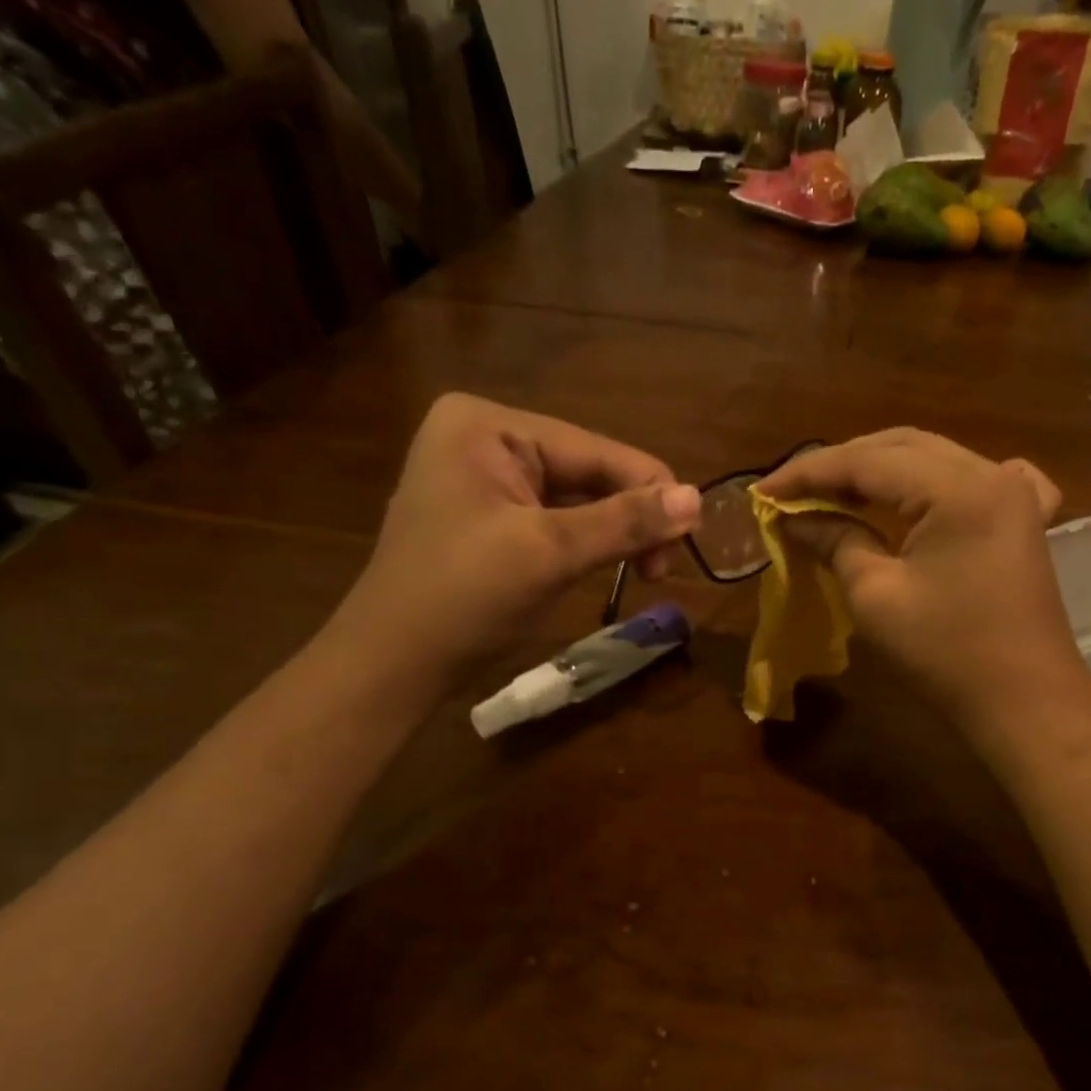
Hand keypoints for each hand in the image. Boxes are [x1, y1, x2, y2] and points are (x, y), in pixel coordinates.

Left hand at [328, 394, 700, 687]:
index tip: (691, 538)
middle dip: (629, 516)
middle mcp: (483, 437)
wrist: (391, 665)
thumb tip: (698, 498)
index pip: (594, 449)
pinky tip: (607, 565)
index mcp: (486, 425)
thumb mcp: (549, 553)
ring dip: (613, 533)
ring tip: (644, 572)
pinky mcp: (487, 515)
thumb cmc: (462, 599)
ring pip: (576, 498)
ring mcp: (483, 477)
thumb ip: (625, 522)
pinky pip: (554, 519)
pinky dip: (586, 543)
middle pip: (587, 472)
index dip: (650, 490)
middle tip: (662, 569)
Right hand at [757, 429, 1090, 747]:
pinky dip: (937, 482)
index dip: (809, 473)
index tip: (764, 491)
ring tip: (834, 492)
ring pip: (933, 459)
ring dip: (881, 471)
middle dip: (842, 465)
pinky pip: (977, 480)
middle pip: (901, 447)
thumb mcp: (875, 595)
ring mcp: (1015, 494)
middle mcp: (991, 473)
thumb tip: (795, 519)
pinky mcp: (1023, 520)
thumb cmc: (945, 653)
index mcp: (957, 488)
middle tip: (794, 492)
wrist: (1024, 701)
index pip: (867, 461)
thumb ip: (835, 540)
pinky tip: (928, 492)